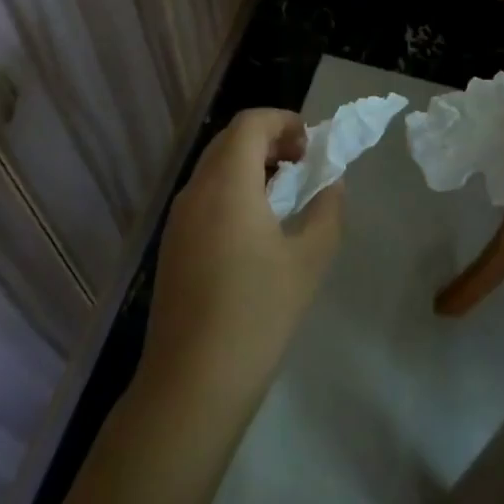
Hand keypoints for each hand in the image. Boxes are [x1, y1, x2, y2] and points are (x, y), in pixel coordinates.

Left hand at [139, 109, 343, 412]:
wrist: (193, 382)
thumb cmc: (257, 313)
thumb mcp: (308, 259)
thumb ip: (326, 210)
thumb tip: (330, 183)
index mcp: (226, 182)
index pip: (250, 123)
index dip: (284, 121)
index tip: (312, 146)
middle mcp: (195, 190)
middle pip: (230, 140)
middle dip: (269, 140)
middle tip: (303, 164)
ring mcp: (178, 218)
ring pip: (214, 167)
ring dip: (250, 165)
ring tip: (285, 194)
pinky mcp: (173, 244)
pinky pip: (204, 195)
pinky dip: (233, 189)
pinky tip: (256, 227)